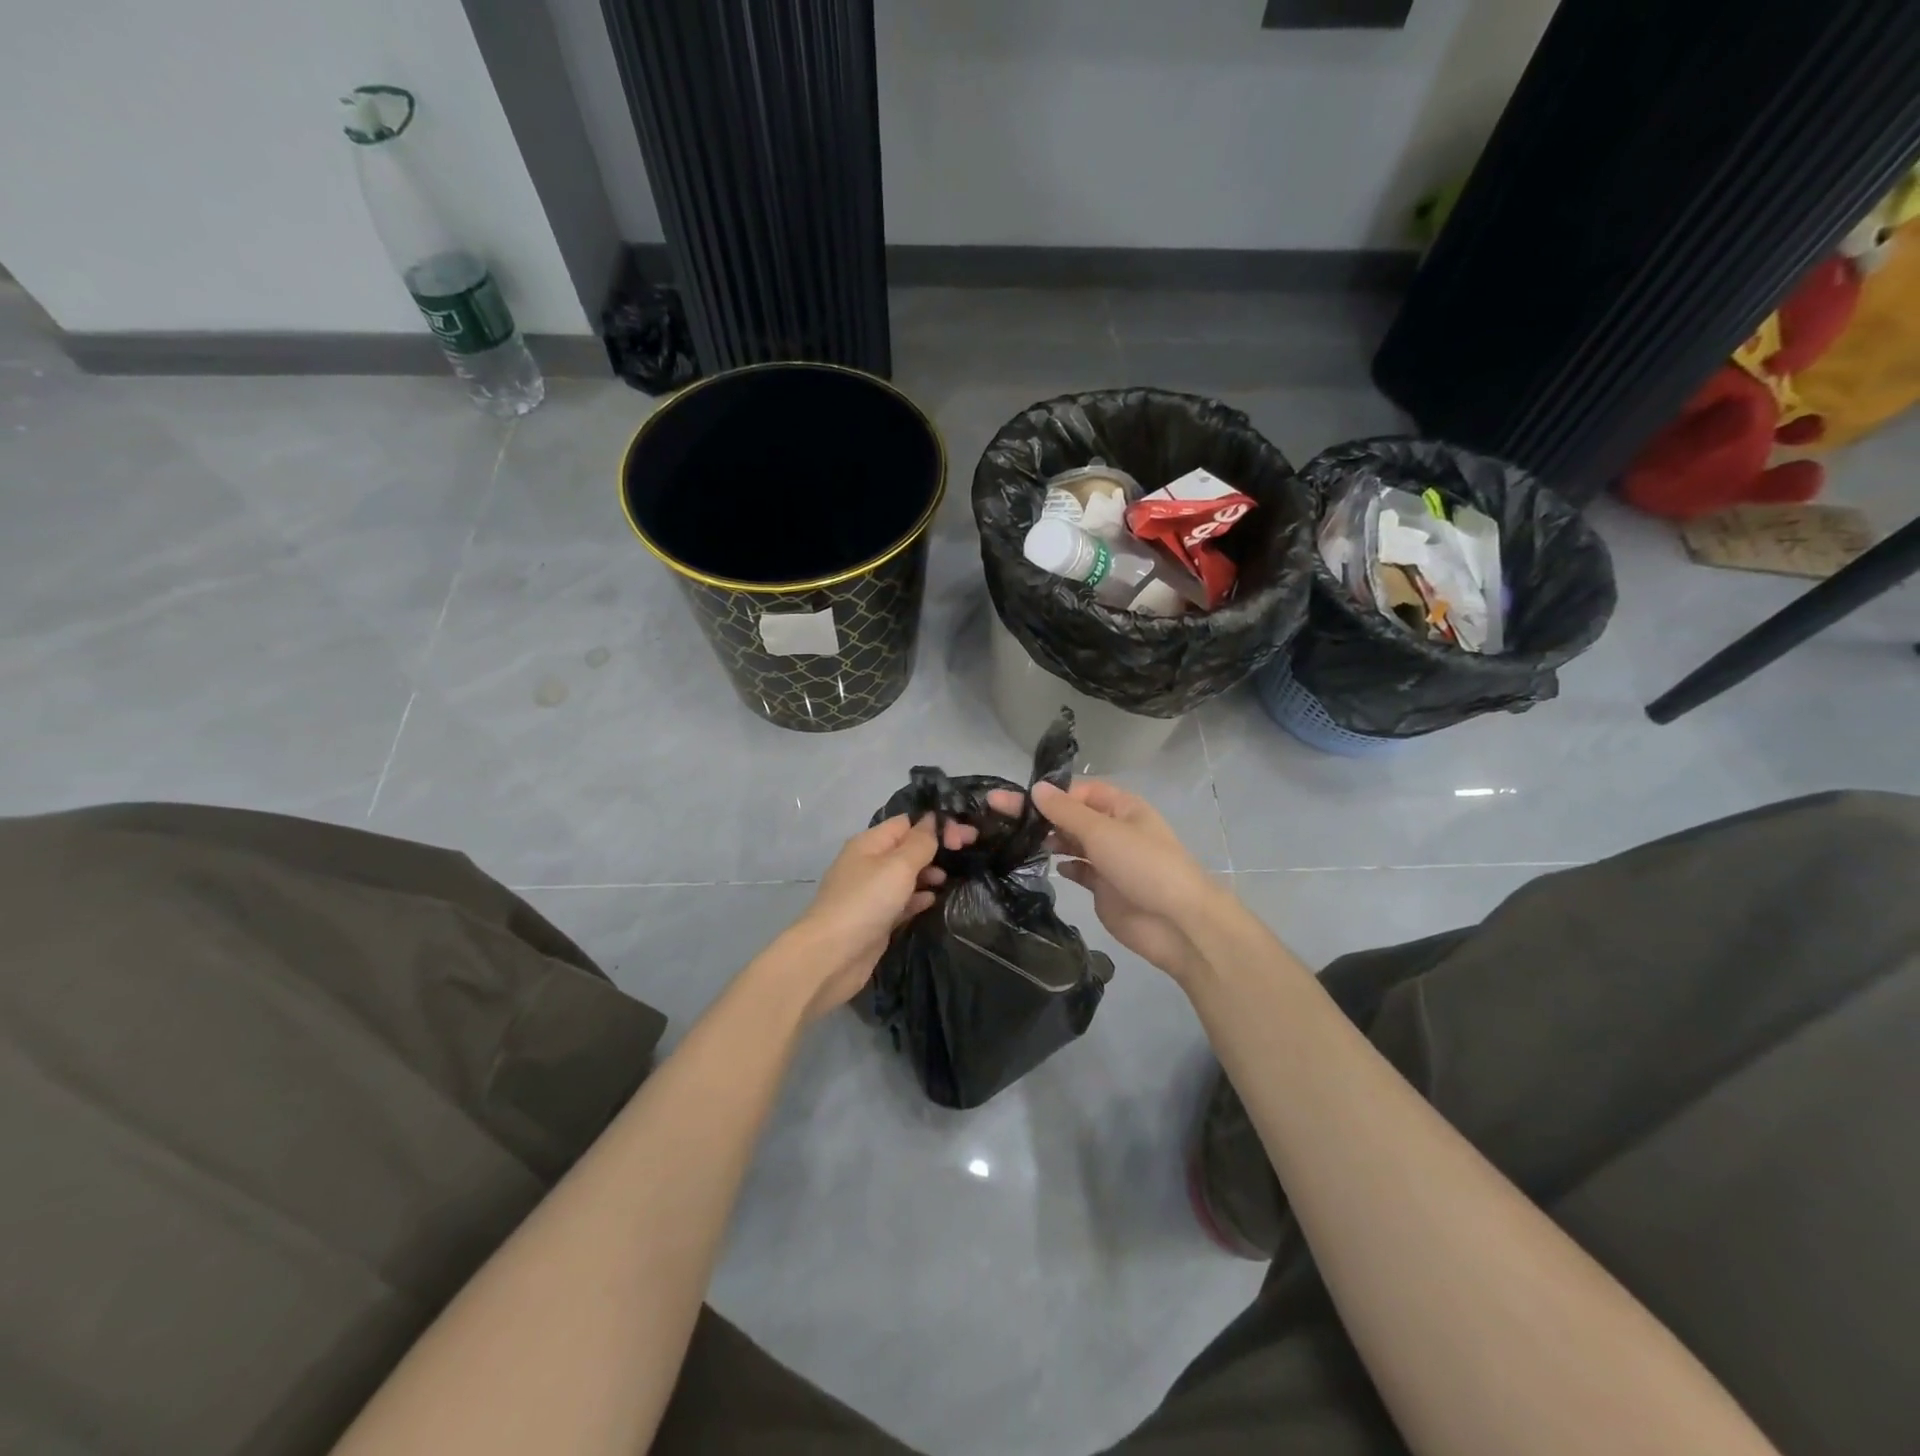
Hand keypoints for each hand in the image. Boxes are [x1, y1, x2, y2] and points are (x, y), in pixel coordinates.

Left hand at [776, 813, 976, 1019]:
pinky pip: (902, 900)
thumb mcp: (898, 866)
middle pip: (908, 847)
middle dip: (936, 848)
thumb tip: (932, 819)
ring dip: (929, 874)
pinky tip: (933, 901)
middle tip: (967, 853)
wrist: (831, 956)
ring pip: (907, 875)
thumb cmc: (866, 902)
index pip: (907, 822)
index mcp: (870, 842)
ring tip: (949, 879)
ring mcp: (872, 892)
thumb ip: (920, 843)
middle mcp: (869, 863)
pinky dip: (918, 898)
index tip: (965, 836)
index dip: (936, 824)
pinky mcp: (877, 918)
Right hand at [987, 779, 1222, 983]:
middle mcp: (1115, 829)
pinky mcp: (1104, 888)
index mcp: (1122, 807)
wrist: (1177, 923)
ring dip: (1049, 839)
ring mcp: (1110, 860)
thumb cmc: (1143, 866)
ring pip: (1073, 842)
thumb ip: (1066, 812)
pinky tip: (1047, 865)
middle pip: (1071, 816)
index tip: (1015, 800)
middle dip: (1040, 815)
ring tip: (1016, 839)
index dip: (1049, 794)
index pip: (1078, 792)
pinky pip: (1079, 870)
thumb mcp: (1103, 831)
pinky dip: (1064, 866)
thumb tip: (1036, 788)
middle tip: (997, 813)